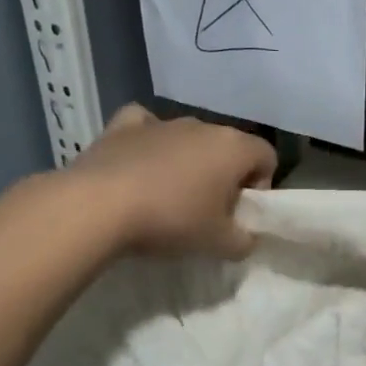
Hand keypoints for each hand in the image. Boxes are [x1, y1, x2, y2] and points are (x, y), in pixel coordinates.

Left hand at [70, 104, 276, 258]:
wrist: (99, 207)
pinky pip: (145, 126)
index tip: (239, 213)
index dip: (261, 185)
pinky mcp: (122, 126)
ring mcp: (161, 122)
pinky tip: (139, 162)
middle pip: (227, 148)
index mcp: (233, 147)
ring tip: (168, 197)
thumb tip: (245, 237)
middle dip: (224, 176)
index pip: (267, 156)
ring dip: (188, 162)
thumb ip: (244, 241)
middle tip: (207, 212)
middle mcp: (202, 126)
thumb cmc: (172, 220)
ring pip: (187, 138)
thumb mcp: (220, 244)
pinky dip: (147, 142)